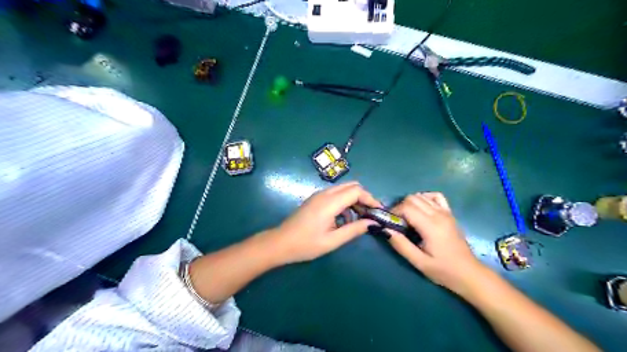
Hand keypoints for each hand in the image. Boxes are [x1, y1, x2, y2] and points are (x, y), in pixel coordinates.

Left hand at [266, 181, 379, 263]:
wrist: (281, 243)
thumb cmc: (306, 244)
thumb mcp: (333, 240)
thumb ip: (354, 230)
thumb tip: (373, 223)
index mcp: (330, 202)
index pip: (356, 191)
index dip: (370, 199)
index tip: (379, 211)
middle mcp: (325, 193)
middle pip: (351, 186)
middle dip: (364, 198)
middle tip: (370, 215)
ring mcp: (319, 195)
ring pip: (344, 189)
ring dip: (355, 200)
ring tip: (360, 219)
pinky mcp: (316, 199)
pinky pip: (336, 195)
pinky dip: (345, 202)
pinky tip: (345, 219)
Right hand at [388, 193, 488, 293]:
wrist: (469, 273)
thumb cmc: (443, 270)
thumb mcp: (419, 262)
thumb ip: (401, 245)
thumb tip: (385, 229)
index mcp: (431, 226)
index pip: (406, 207)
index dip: (394, 211)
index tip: (389, 222)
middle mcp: (438, 214)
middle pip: (412, 198)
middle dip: (400, 207)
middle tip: (396, 222)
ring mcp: (446, 212)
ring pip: (421, 196)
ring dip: (410, 203)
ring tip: (407, 218)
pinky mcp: (450, 213)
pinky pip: (435, 197)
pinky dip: (425, 198)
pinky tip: (421, 209)